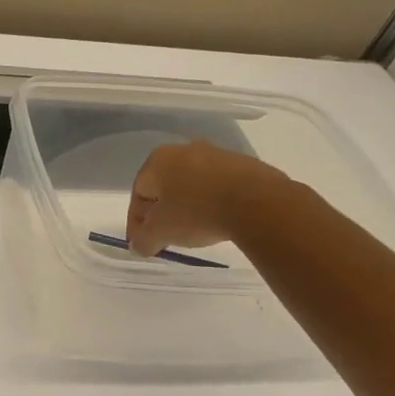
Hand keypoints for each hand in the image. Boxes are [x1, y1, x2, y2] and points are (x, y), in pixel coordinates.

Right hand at [126, 140, 287, 257]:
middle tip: (166, 236)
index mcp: (158, 160)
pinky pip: (218, 186)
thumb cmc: (197, 212)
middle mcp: (184, 150)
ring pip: (192, 184)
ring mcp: (217, 154)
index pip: (138, 192)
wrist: (257, 203)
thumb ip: (142, 240)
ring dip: (188, 206)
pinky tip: (219, 221)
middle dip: (163, 212)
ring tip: (194, 231)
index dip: (136, 221)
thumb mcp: (160, 233)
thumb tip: (138, 245)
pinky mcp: (243, 164)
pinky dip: (213, 202)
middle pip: (165, 186)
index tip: (143, 242)